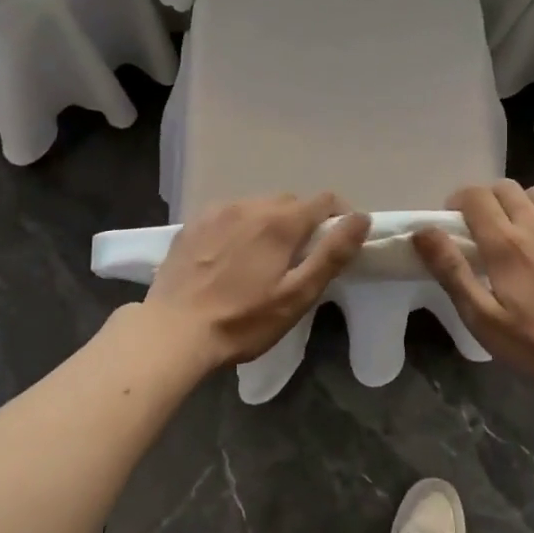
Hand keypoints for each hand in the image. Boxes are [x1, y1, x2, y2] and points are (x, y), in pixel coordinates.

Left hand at [145, 194, 370, 367]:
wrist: (172, 332)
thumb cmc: (242, 320)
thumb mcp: (296, 295)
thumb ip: (331, 254)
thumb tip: (361, 218)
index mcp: (279, 222)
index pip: (323, 200)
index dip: (338, 217)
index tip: (338, 242)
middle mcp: (248, 205)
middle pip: (289, 202)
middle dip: (303, 223)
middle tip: (299, 259)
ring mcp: (216, 212)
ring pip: (257, 207)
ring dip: (270, 224)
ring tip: (263, 260)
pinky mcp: (192, 225)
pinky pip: (228, 215)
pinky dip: (239, 228)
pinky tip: (230, 258)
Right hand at [413, 181, 533, 386]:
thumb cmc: (533, 344)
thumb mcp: (481, 316)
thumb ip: (451, 270)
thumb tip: (423, 232)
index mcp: (505, 243)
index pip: (475, 196)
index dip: (459, 202)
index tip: (454, 223)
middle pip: (504, 188)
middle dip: (486, 200)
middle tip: (481, 229)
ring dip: (518, 204)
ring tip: (515, 231)